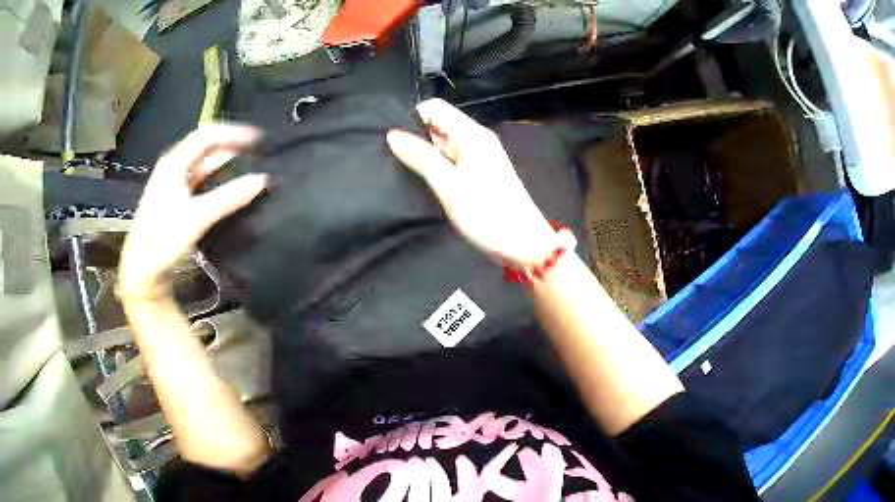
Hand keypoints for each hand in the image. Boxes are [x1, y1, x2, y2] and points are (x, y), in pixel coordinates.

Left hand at [118, 123, 266, 302]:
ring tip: (246, 165)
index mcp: (175, 161)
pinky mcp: (173, 197)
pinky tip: (226, 184)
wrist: (141, 269)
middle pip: (205, 145)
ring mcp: (171, 181)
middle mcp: (172, 165)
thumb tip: (262, 179)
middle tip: (255, 152)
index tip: (258, 140)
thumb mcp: (197, 217)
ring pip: (201, 162)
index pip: (208, 134)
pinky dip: (215, 176)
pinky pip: (198, 177)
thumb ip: (229, 197)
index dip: (234, 133)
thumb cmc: (164, 238)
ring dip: (223, 161)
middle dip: (230, 145)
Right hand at [387, 99, 556, 265]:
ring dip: (424, 154)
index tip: (393, 139)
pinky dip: (436, 167)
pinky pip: (451, 161)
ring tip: (402, 171)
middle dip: (415, 137)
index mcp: (472, 135)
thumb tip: (392, 135)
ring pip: (443, 144)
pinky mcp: (478, 174)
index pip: (435, 108)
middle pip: (438, 124)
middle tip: (392, 158)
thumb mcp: (449, 185)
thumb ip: (421, 157)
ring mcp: (479, 157)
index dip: (412, 118)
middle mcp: (476, 139)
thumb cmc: (488, 214)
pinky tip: (422, 181)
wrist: (523, 245)